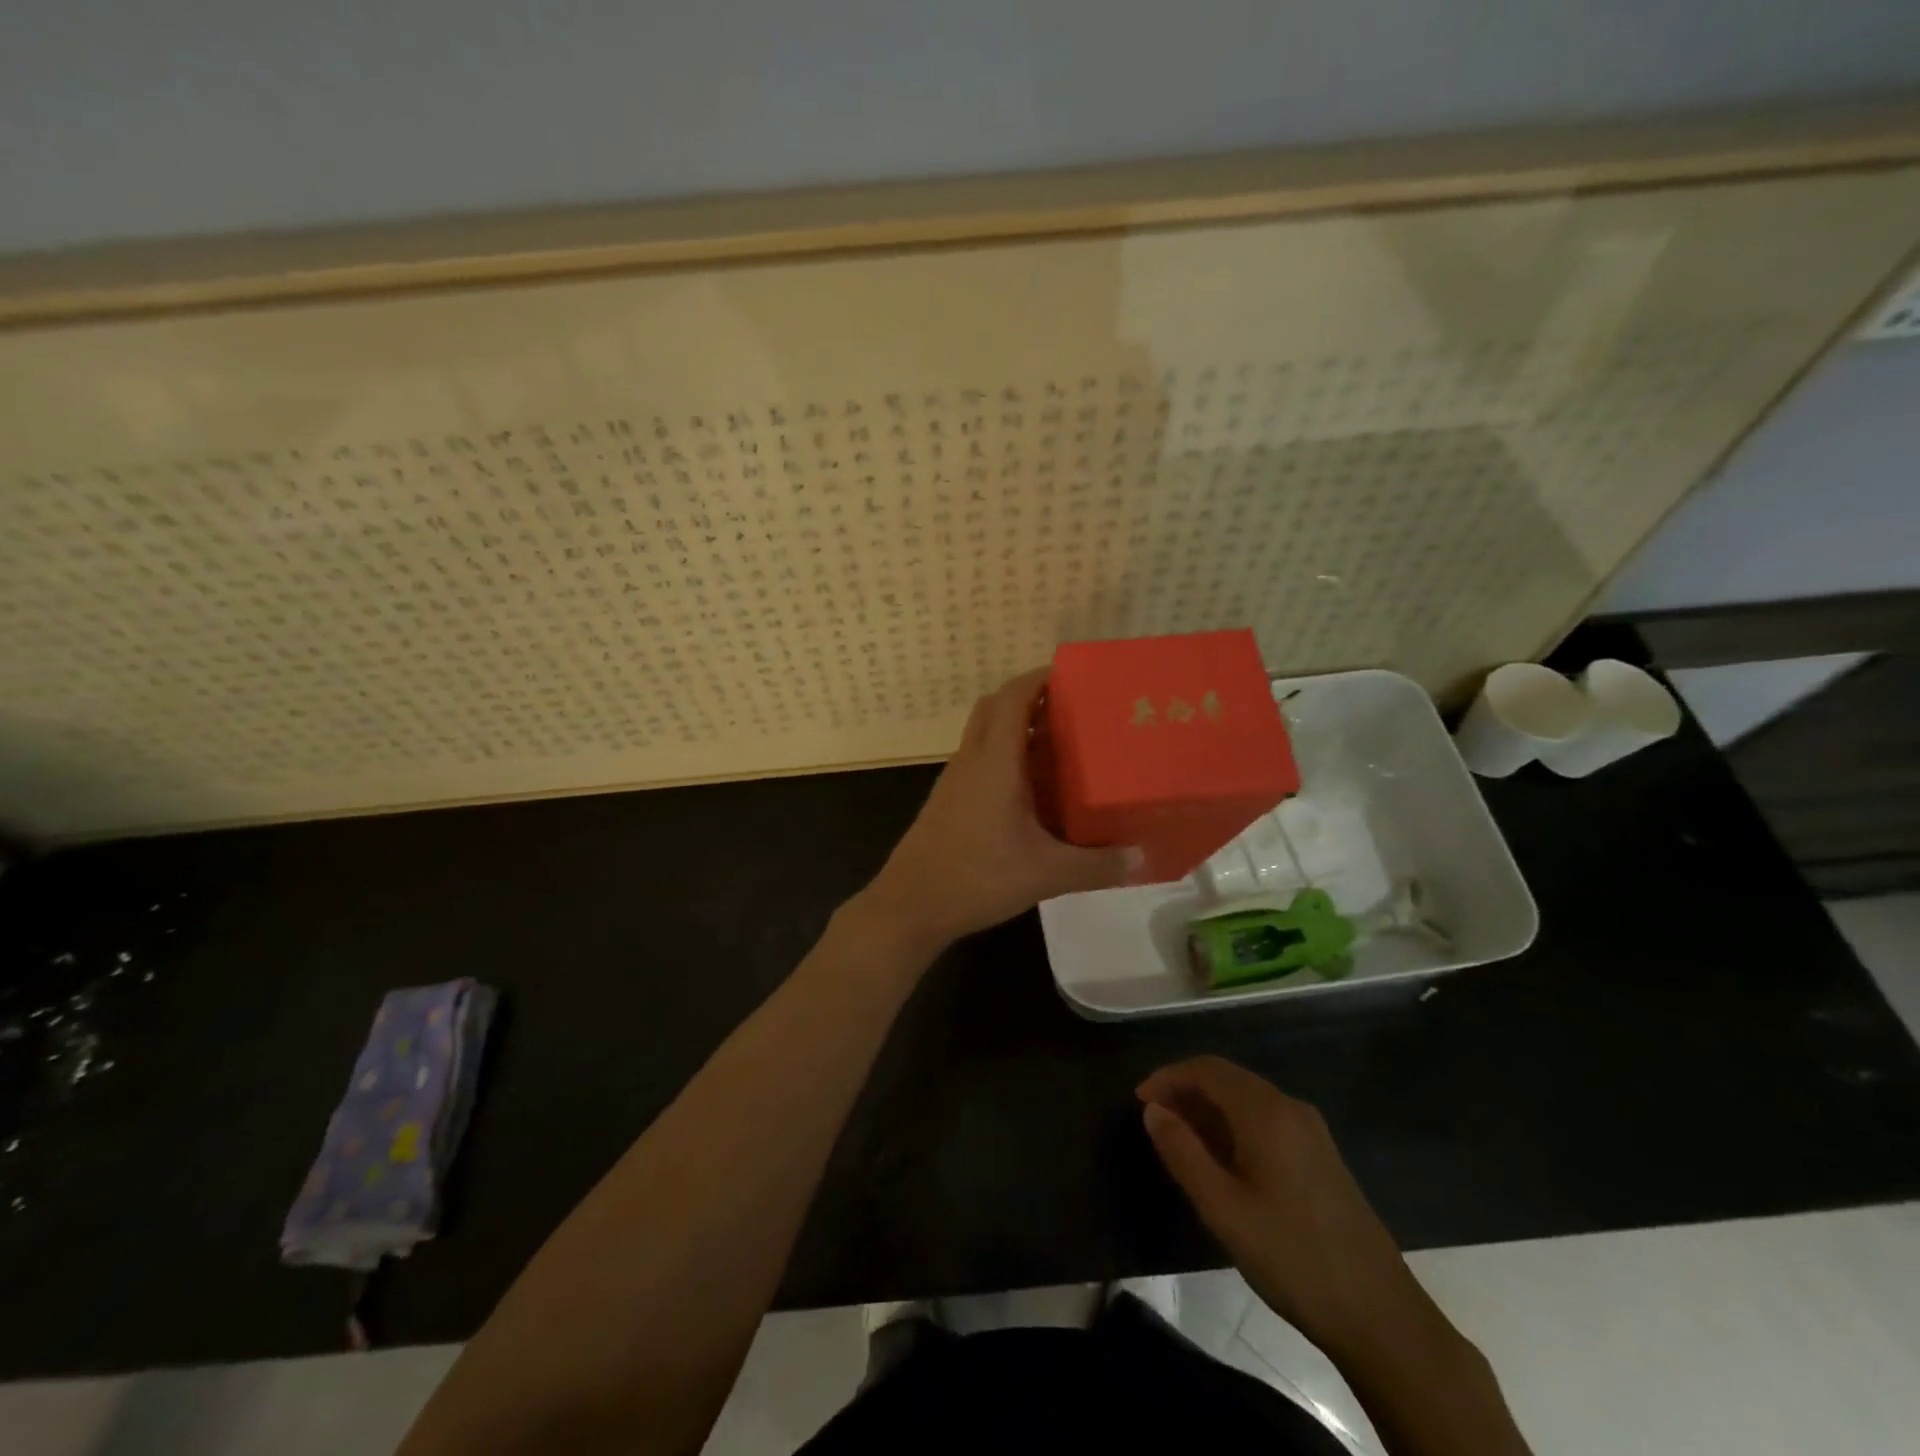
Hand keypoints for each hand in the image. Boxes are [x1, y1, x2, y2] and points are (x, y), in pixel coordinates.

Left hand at [860, 668, 1134, 949]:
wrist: (911, 905)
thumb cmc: (977, 877)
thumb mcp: (1046, 874)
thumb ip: (1097, 865)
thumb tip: (1143, 858)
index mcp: (994, 761)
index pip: (1013, 697)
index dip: (1040, 677)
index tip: (1075, 675)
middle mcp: (971, 760)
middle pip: (995, 707)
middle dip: (1030, 697)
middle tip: (1072, 707)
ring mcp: (955, 780)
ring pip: (984, 733)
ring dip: (1016, 727)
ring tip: (1060, 742)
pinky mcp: (948, 800)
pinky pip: (979, 760)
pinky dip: (1004, 756)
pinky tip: (1031, 788)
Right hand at [1138, 1056, 1442, 1362]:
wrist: (1381, 1316)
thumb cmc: (1293, 1257)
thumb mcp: (1223, 1209)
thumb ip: (1182, 1152)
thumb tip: (1152, 1110)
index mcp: (1266, 1112)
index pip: (1207, 1069)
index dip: (1168, 1077)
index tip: (1139, 1101)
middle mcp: (1290, 1108)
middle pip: (1228, 1079)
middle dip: (1186, 1091)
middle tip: (1154, 1120)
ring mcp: (1310, 1132)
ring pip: (1247, 1100)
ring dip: (1209, 1110)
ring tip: (1179, 1140)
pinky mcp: (1320, 1157)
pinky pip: (1266, 1121)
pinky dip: (1233, 1126)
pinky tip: (1221, 1160)